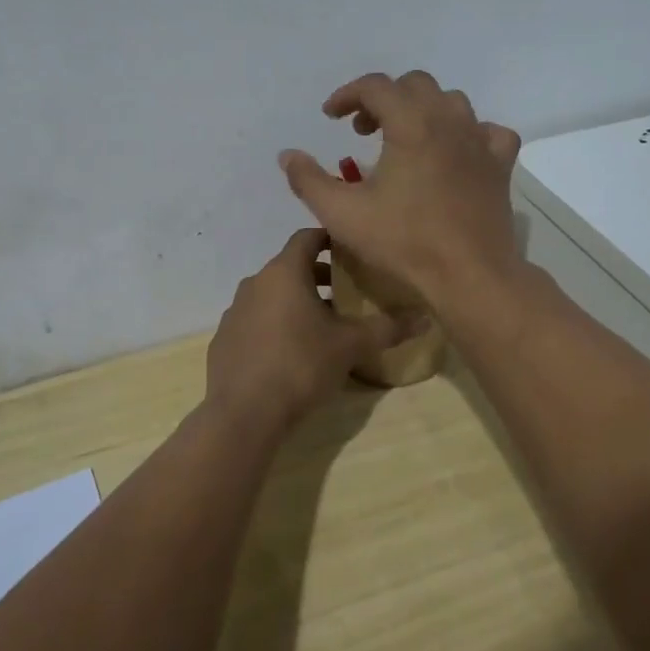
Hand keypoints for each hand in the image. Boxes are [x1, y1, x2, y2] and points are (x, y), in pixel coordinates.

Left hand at [205, 228, 423, 424]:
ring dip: (295, 302)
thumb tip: (425, 318)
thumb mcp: (350, 346)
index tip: (351, 251)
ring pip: (271, 295)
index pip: (307, 237)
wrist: (243, 413)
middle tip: (346, 293)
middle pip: (290, 266)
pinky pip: (255, 321)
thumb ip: (387, 328)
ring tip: (321, 326)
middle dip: (318, 276)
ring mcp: (235, 311)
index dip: (330, 239)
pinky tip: (290, 353)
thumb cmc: (300, 365)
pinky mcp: (224, 339)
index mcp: (284, 272)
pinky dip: (274, 325)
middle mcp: (255, 282)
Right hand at [278, 71, 521, 310]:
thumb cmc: (404, 241)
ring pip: (451, 102)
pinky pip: (487, 131)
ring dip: (422, 110)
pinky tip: (454, 153)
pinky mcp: (500, 164)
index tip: (330, 117)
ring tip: (403, 140)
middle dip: (383, 99)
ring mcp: (480, 140)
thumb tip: (287, 155)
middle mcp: (448, 120)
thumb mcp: (342, 213)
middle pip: (414, 85)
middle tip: (363, 131)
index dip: (347, 95)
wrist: (469, 274)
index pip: (375, 86)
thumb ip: (308, 179)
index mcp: (411, 122)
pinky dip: (466, 133)